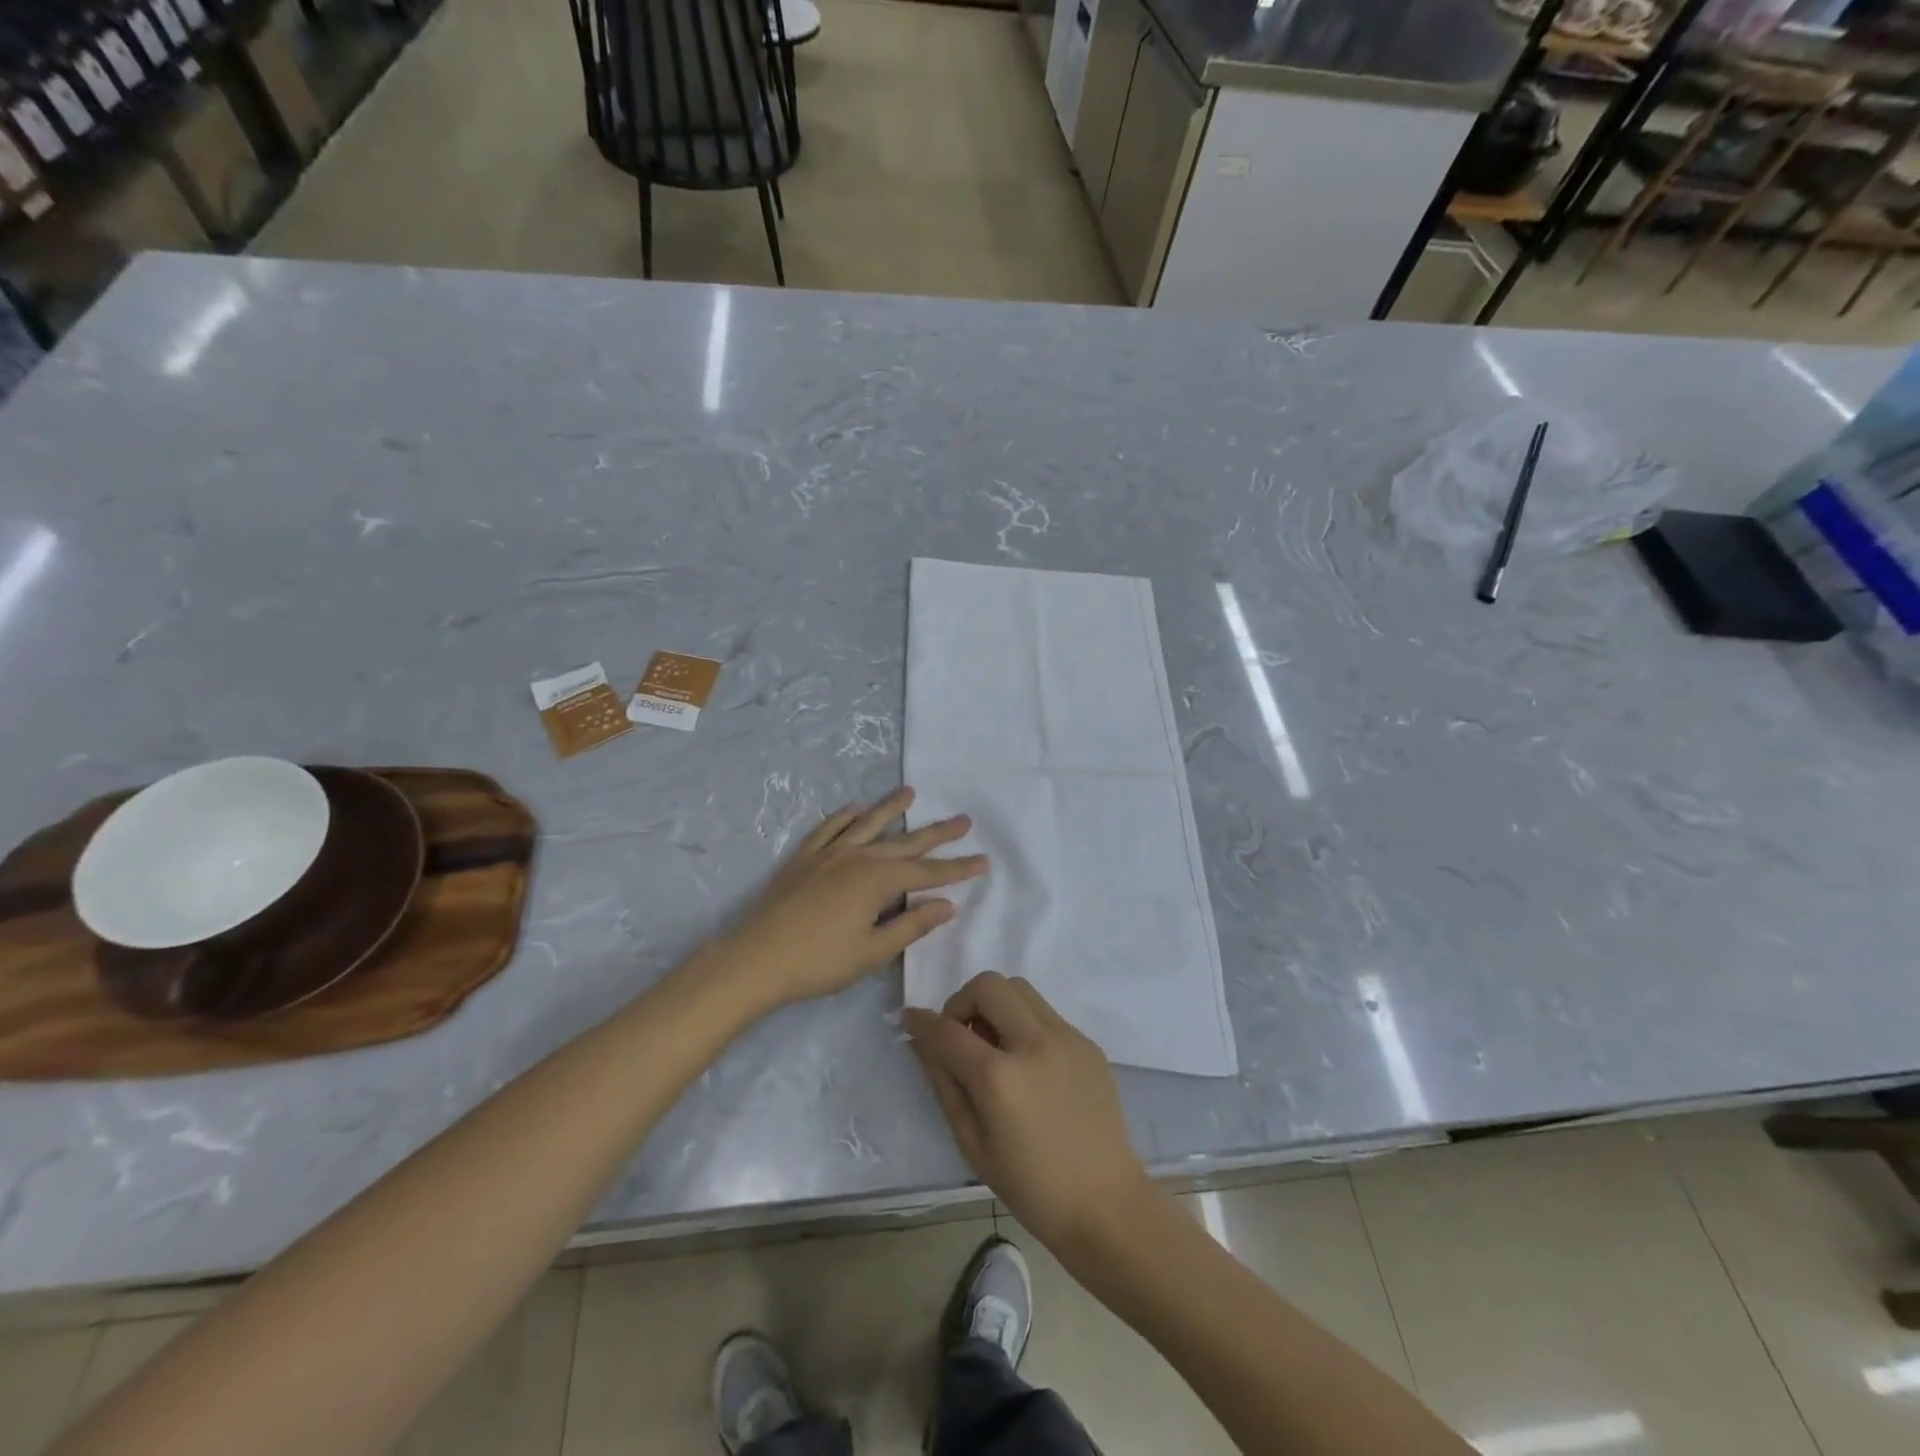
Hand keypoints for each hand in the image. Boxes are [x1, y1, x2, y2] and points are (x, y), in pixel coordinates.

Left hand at [720, 787, 986, 1009]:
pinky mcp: (803, 858)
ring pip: (867, 825)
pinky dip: (843, 817)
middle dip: (937, 834)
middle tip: (963, 819)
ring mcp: (828, 854)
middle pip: (905, 843)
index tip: (984, 861)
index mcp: (878, 881)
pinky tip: (853, 808)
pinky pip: (828, 829)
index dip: (958, 869)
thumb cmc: (819, 962)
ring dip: (891, 809)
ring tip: (910, 792)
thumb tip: (946, 905)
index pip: (928, 873)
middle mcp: (858, 858)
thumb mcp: (873, 952)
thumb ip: (911, 926)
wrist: (755, 959)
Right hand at [904, 972, 1153, 1259]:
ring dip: (996, 1004)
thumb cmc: (1031, 1187)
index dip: (922, 1021)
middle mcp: (1034, 1044)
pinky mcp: (1088, 1043)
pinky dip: (1025, 1023)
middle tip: (961, 1034)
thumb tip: (923, 1041)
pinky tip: (1028, 1063)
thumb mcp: (973, 1145)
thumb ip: (945, 1084)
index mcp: (1000, 1079)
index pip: (948, 1031)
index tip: (911, 1017)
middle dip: (963, 1001)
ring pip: (1020, 988)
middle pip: (988, 985)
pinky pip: (1046, 1013)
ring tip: (994, 1043)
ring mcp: (1067, 1038)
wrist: (1106, 1203)